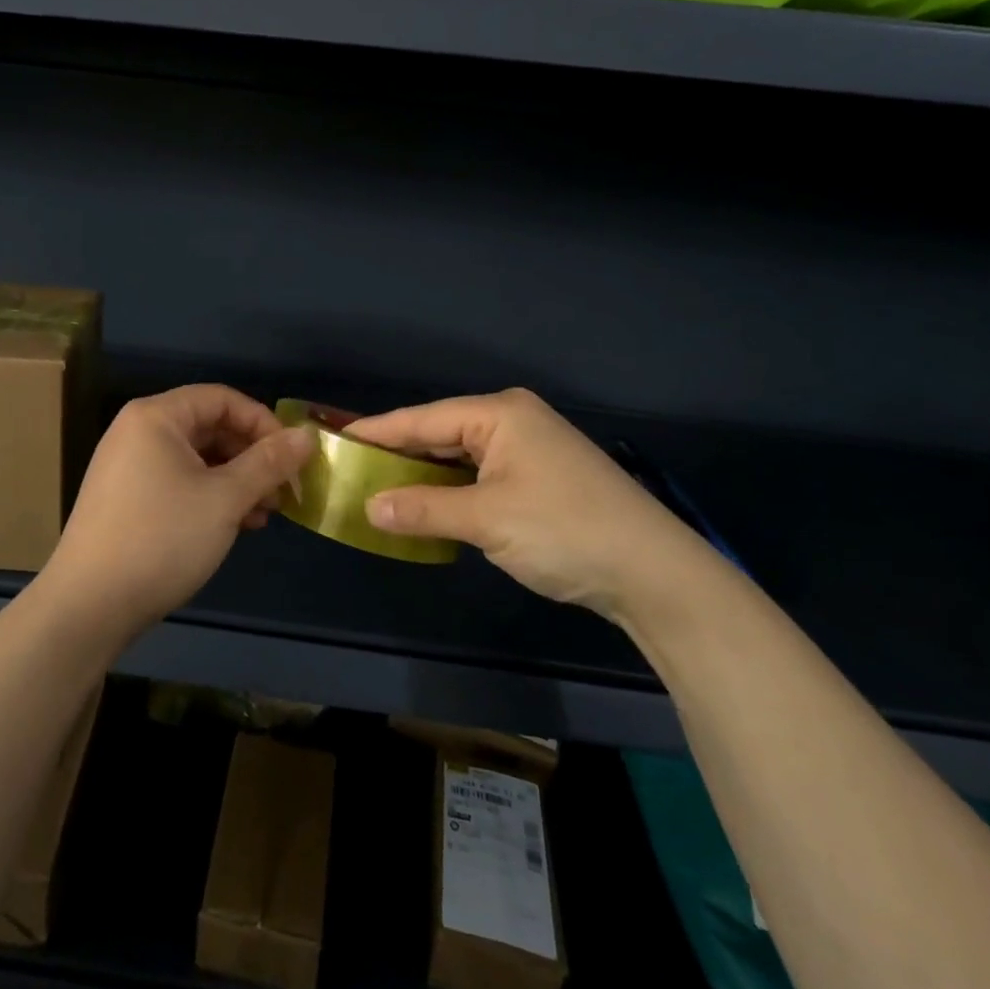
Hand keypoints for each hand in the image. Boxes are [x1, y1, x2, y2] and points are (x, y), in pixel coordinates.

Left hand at [39, 385, 313, 639]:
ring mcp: (129, 466)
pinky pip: (179, 481)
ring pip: (197, 458)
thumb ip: (269, 463)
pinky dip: (211, 496)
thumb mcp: (225, 499)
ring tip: (264, 515)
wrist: (88, 606)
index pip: (223, 399)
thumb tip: (307, 435)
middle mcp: (139, 432)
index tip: (292, 459)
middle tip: (283, 492)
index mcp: (157, 417)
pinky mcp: (127, 499)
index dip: (263, 423)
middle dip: (252, 457)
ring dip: (236, 480)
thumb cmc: (161, 539)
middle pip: (210, 427)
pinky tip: (235, 526)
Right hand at [346, 389, 710, 620]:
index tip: (334, 438)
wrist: (655, 574)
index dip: (377, 431)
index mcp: (500, 413)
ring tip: (377, 486)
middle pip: (440, 433)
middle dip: (398, 453)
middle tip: (349, 468)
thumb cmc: (564, 531)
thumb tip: (370, 508)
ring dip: (424, 475)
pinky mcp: (540, 479)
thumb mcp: (486, 520)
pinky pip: (480, 476)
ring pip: (460, 457)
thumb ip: (424, 509)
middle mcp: (513, 421)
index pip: (422, 418)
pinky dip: (451, 490)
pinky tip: (427, 504)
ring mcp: (529, 450)